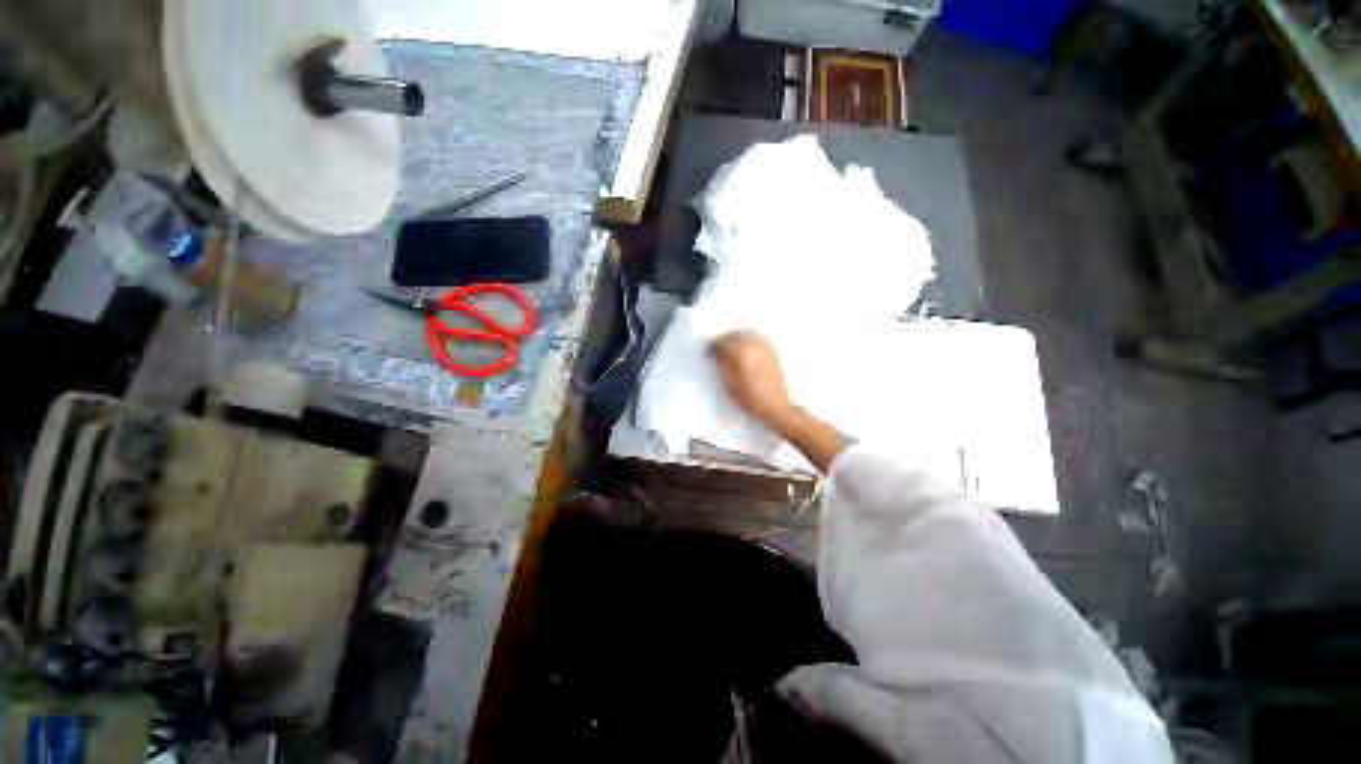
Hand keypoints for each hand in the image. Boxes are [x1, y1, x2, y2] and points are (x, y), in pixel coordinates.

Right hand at [709, 330, 792, 427]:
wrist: (775, 407)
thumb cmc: (750, 400)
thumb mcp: (729, 385)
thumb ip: (722, 365)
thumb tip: (716, 354)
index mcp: (742, 354)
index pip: (722, 341)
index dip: (712, 347)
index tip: (708, 355)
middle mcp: (754, 346)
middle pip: (734, 334)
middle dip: (723, 340)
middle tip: (717, 351)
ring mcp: (765, 347)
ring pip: (746, 333)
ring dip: (736, 338)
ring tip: (730, 349)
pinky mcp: (772, 351)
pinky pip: (758, 337)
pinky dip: (748, 339)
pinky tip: (745, 350)